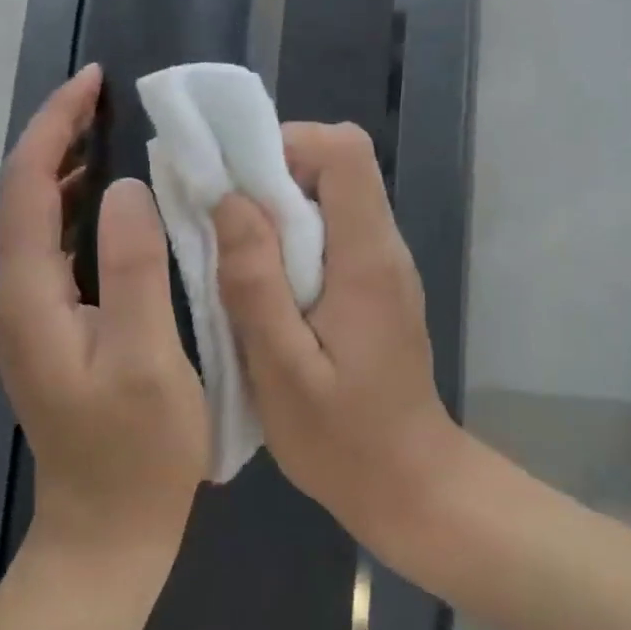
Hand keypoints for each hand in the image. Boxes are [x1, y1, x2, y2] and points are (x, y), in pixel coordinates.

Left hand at [0, 65, 208, 556]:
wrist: (107, 532)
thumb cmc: (136, 452)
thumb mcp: (147, 359)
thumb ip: (134, 270)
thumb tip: (125, 189)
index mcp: (31, 298)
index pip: (26, 187)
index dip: (55, 127)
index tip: (94, 82)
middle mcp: (18, 298)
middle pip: (23, 196)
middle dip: (57, 137)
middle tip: (106, 97)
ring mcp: (33, 316)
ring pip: (37, 221)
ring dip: (65, 169)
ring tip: (109, 132)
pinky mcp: (55, 329)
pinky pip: (57, 248)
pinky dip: (77, 209)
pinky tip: (111, 203)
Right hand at [213, 122, 460, 551]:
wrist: (409, 484)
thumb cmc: (343, 439)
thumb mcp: (283, 368)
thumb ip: (255, 282)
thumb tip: (230, 200)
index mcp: (368, 258)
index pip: (346, 152)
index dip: (289, 145)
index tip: (237, 183)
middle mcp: (383, 248)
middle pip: (337, 168)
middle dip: (272, 176)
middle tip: (221, 223)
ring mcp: (383, 267)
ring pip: (331, 200)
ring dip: (278, 211)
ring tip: (233, 257)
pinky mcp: (374, 287)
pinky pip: (332, 235)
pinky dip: (292, 240)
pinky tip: (264, 288)